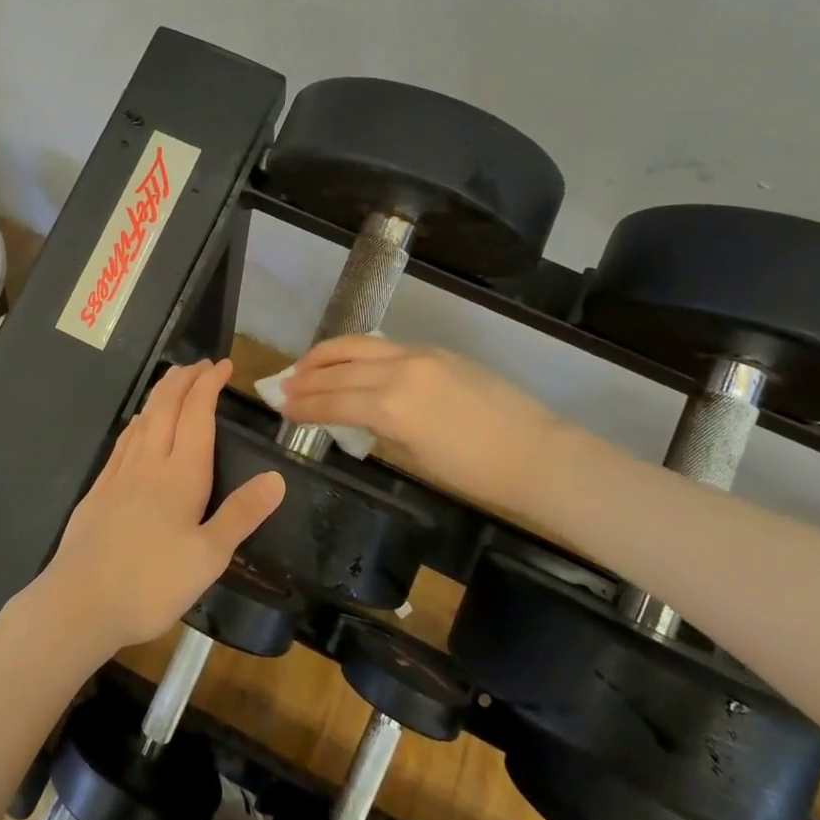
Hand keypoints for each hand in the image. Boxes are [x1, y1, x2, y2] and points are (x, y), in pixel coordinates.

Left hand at [30, 360, 284, 659]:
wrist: (80, 602)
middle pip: (166, 406)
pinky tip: (137, 425)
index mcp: (180, 475)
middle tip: (201, 364)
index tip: (223, 366)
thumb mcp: (209, 557)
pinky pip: (123, 441)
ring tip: (174, 382)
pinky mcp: (99, 490)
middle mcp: (149, 463)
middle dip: (185, 379)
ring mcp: (119, 474)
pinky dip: (138, 421)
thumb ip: (242, 514)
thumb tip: (277, 477)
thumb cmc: (151, 583)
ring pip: (142, 419)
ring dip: (161, 394)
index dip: (209, 384)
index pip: (196, 414)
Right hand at [279, 335, 563, 511]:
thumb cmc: (477, 474)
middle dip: (307, 376)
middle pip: (339, 368)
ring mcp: (419, 355)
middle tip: (283, 384)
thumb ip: (380, 431)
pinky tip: (349, 362)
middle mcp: (398, 371)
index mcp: (391, 406)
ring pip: (359, 345)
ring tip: (305, 364)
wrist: (538, 455)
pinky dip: (358, 352)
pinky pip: (385, 346)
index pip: (332, 400)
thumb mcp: (416, 458)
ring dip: (327, 354)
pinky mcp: (437, 352)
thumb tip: (357, 420)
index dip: (303, 404)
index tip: (280, 405)